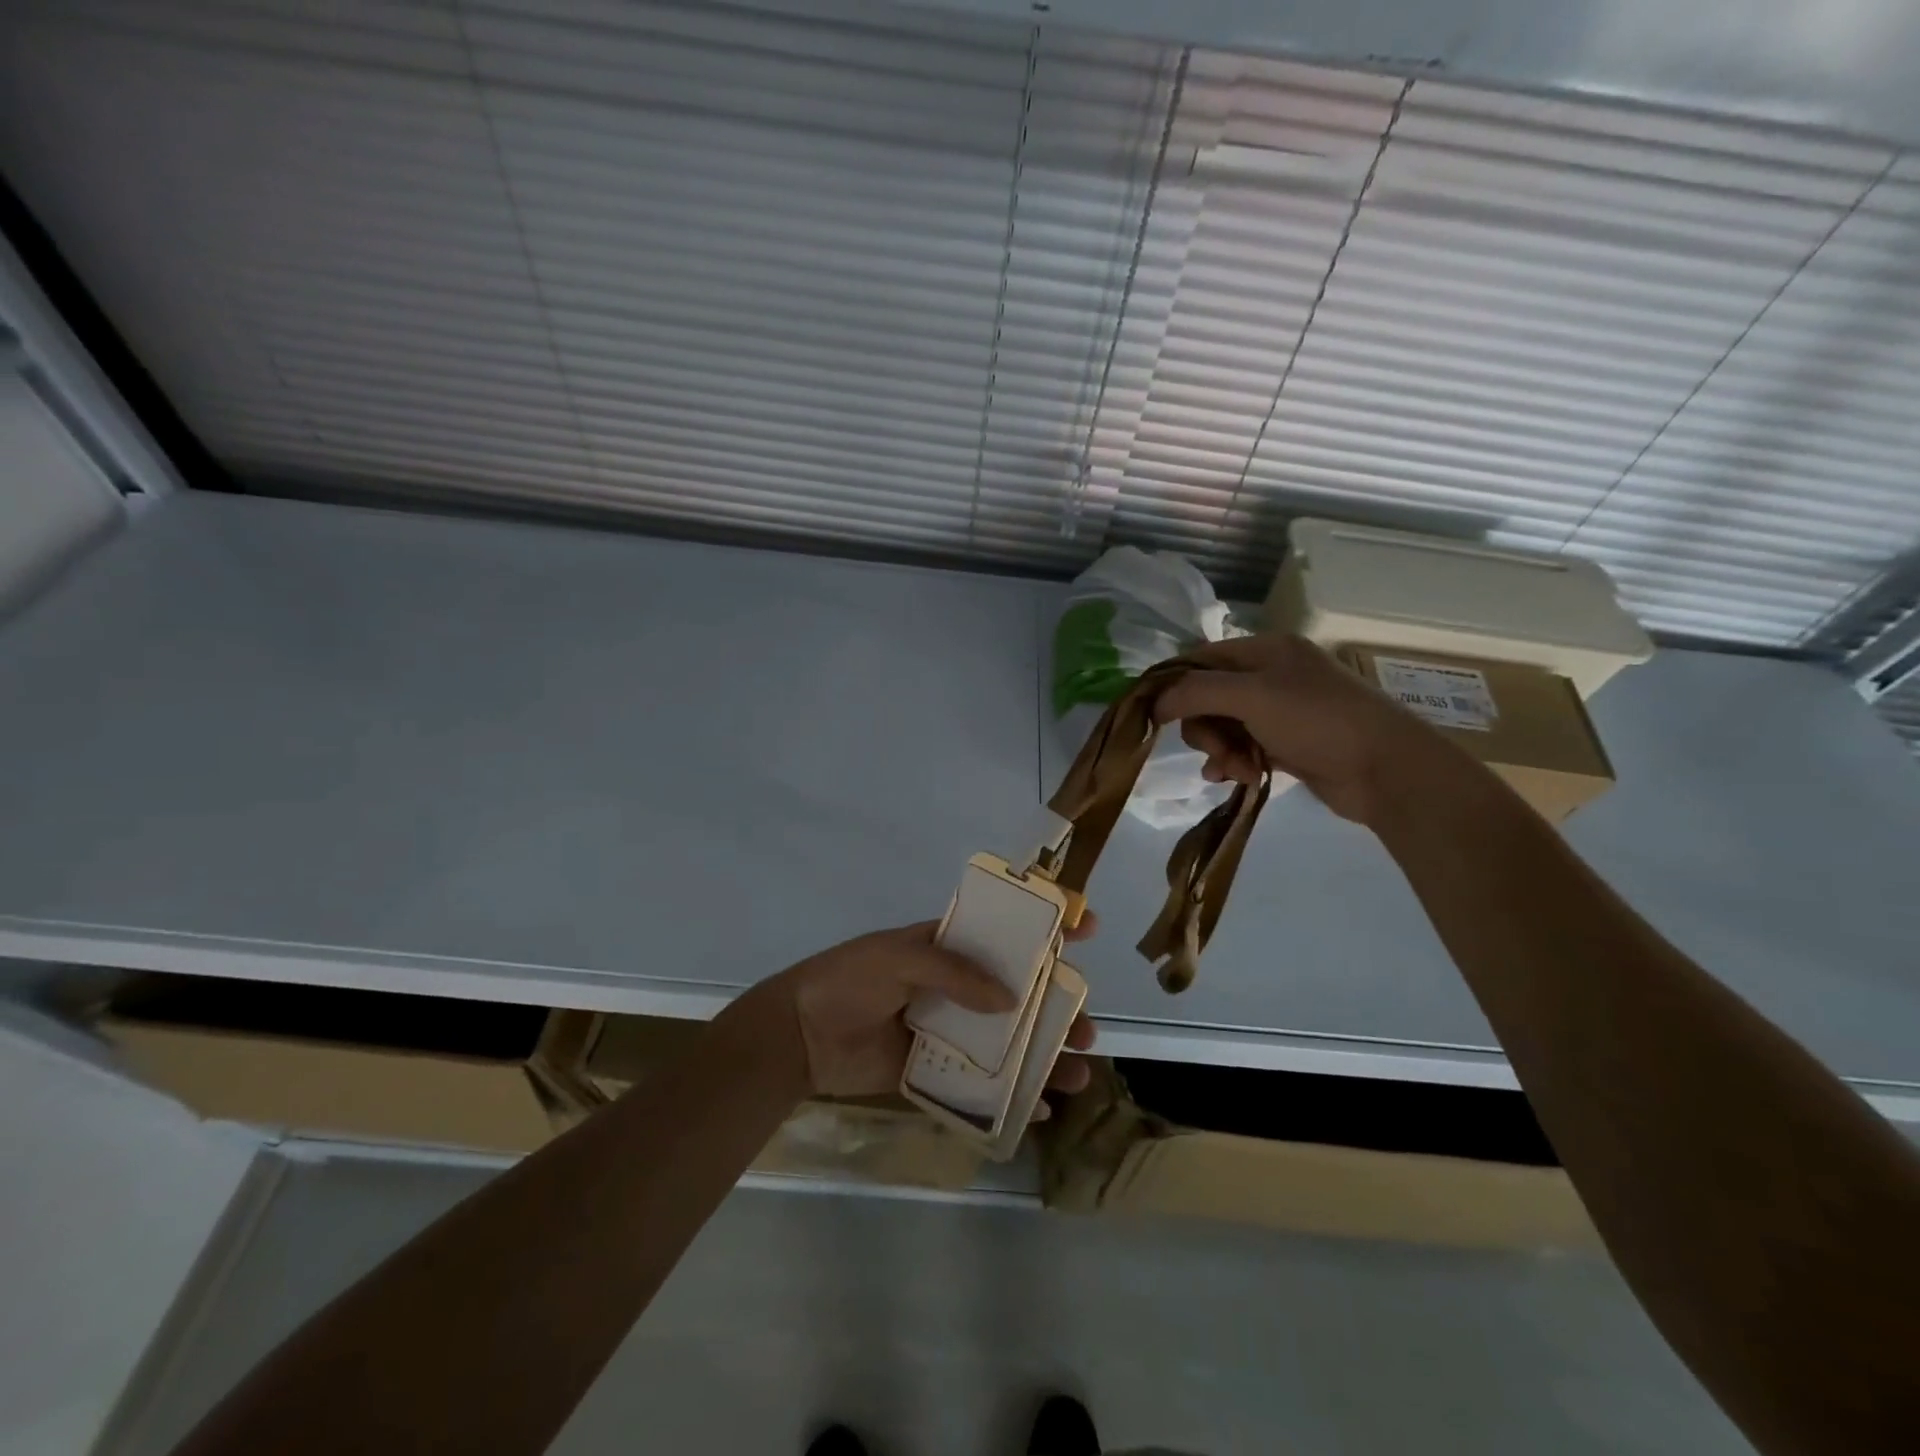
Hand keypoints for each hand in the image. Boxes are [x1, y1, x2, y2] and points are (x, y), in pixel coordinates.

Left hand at [774, 918, 1097, 1100]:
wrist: (801, 1035)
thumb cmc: (849, 980)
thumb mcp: (898, 958)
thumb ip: (953, 973)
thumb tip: (1011, 999)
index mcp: (949, 945)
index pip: (1005, 930)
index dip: (1046, 925)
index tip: (1087, 925)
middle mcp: (959, 985)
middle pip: (1021, 991)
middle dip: (1059, 1005)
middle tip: (1085, 1026)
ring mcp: (951, 1029)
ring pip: (1010, 1038)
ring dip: (1046, 1051)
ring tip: (1077, 1072)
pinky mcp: (937, 1068)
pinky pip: (984, 1080)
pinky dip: (1014, 1093)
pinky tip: (1041, 1106)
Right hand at [1154, 634, 1453, 824]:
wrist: (1387, 770)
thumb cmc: (1318, 721)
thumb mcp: (1251, 696)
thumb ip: (1195, 693)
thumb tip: (1153, 701)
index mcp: (1266, 649)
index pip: (1201, 659)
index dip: (1175, 685)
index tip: (1154, 716)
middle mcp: (1272, 674)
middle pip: (1209, 696)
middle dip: (1205, 727)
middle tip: (1217, 751)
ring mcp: (1281, 710)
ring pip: (1224, 726)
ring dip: (1220, 750)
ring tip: (1235, 770)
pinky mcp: (1288, 743)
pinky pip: (1243, 747)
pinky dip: (1234, 762)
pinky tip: (1236, 778)